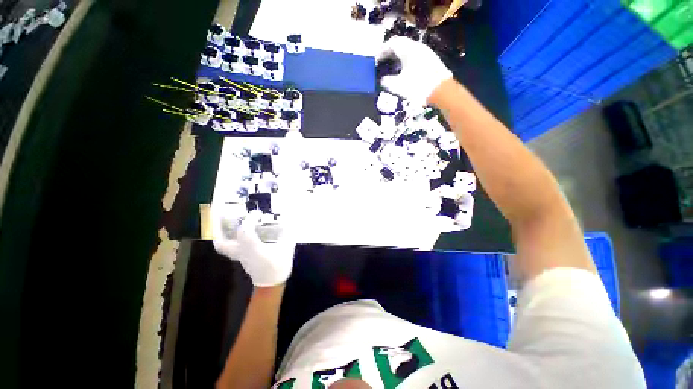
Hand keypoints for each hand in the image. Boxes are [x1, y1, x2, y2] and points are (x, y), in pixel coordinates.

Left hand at [213, 208, 295, 286]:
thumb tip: (286, 220)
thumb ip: (287, 233)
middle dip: (220, 228)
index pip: (245, 231)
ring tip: (224, 222)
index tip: (258, 213)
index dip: (250, 219)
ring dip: (220, 233)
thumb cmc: (279, 266)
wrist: (272, 283)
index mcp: (253, 249)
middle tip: (223, 215)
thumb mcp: (287, 247)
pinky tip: (236, 232)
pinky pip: (228, 247)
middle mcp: (242, 252)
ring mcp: (239, 256)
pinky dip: (228, 238)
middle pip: (222, 242)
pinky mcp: (240, 258)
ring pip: (222, 245)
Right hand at [378, 36, 452, 104]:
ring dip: (398, 56)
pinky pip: (414, 54)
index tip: (376, 60)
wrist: (441, 91)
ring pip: (408, 49)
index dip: (382, 51)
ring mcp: (425, 51)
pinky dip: (406, 59)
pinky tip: (404, 70)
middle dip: (389, 52)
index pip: (392, 43)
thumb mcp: (398, 86)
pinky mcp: (430, 59)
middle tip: (382, 62)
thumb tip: (382, 80)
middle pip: (400, 44)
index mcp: (408, 49)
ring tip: (391, 66)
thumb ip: (387, 81)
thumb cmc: (417, 87)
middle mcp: (417, 46)